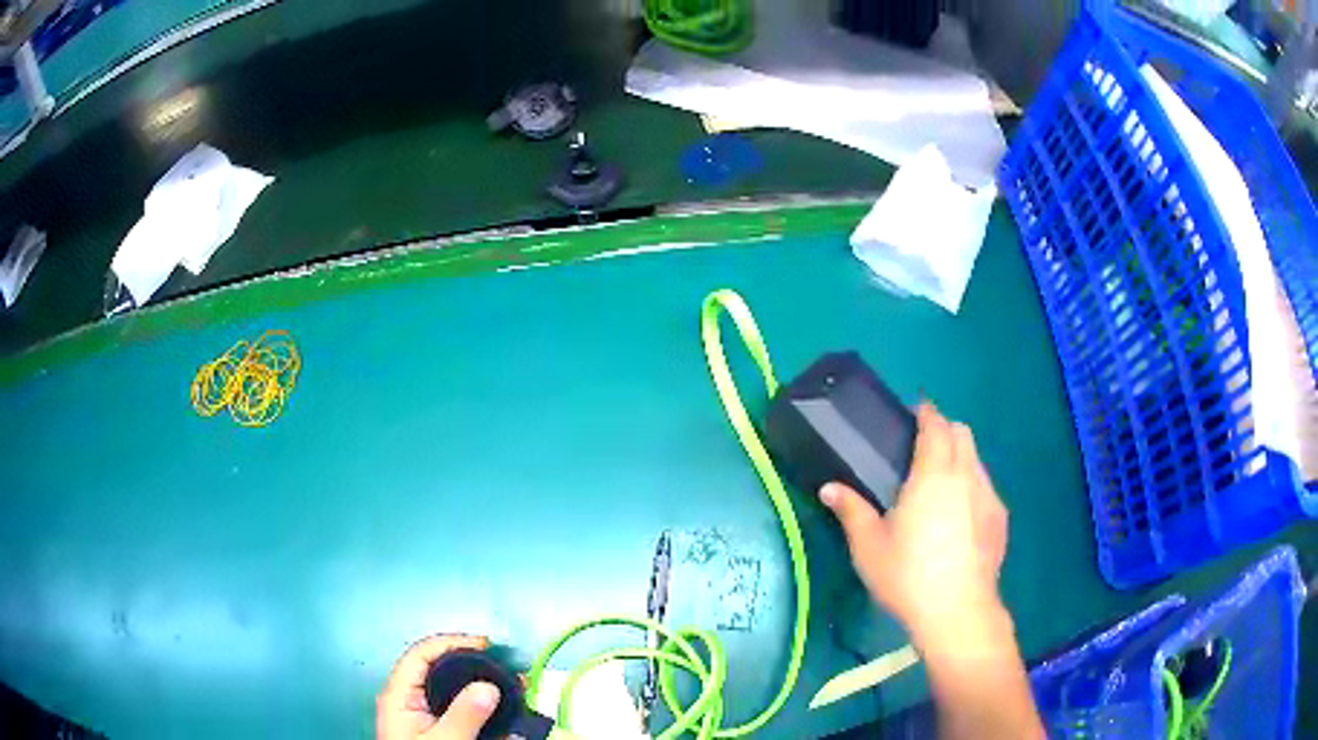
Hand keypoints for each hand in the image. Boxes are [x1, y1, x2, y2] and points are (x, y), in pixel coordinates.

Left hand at [376, 634, 500, 739]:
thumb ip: (463, 715)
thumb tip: (489, 686)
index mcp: (399, 694)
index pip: (422, 653)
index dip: (453, 642)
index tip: (488, 645)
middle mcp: (407, 697)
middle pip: (438, 667)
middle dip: (473, 663)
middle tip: (507, 668)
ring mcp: (420, 712)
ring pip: (450, 687)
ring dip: (480, 684)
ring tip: (512, 686)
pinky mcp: (433, 726)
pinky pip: (456, 707)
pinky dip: (479, 704)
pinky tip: (502, 710)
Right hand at [820, 402, 1009, 653]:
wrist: (957, 610)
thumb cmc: (907, 574)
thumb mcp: (868, 545)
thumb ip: (851, 510)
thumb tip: (828, 487)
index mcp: (933, 473)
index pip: (936, 425)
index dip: (926, 412)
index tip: (915, 412)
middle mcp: (966, 475)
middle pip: (963, 434)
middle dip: (945, 430)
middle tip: (923, 449)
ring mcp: (989, 497)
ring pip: (977, 461)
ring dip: (960, 459)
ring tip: (940, 486)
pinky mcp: (1000, 520)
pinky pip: (986, 489)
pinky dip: (973, 488)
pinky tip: (960, 518)